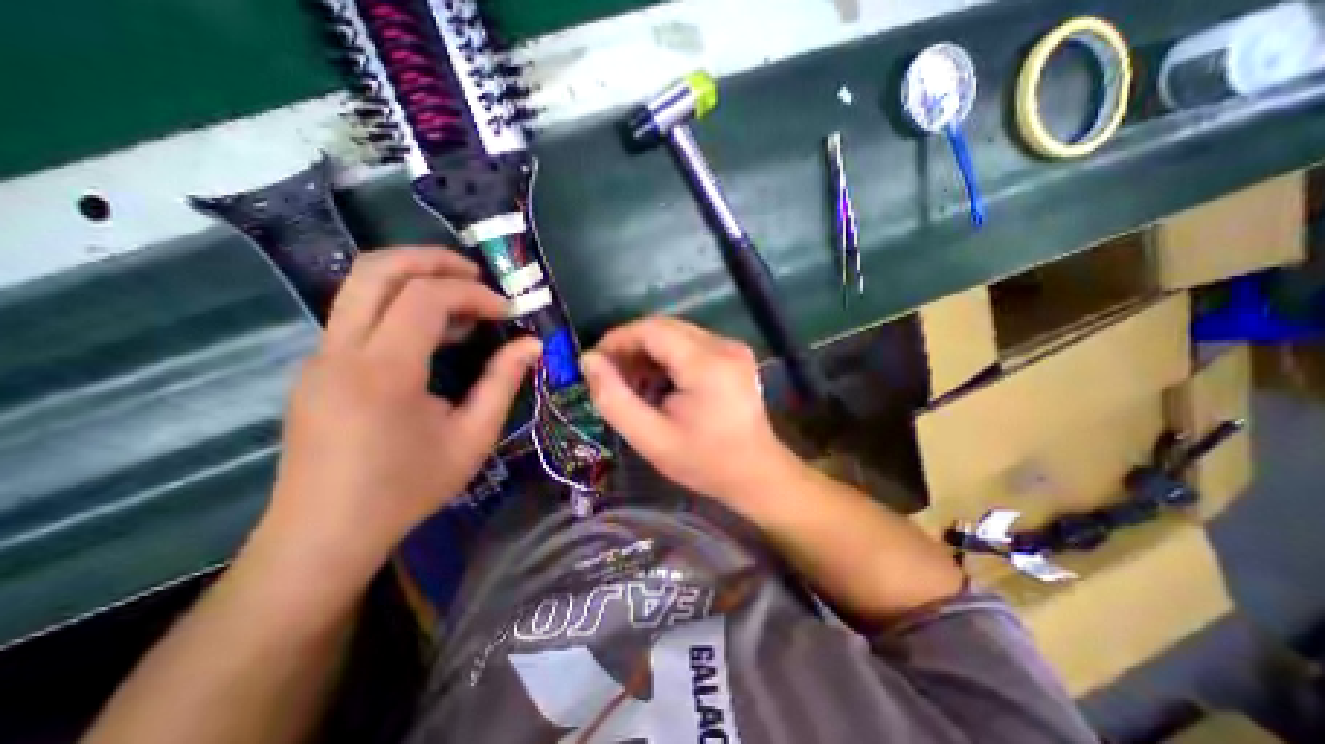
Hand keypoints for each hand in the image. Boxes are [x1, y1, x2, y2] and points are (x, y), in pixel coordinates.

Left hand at [250, 246, 540, 568]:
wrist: (325, 533)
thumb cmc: (408, 487)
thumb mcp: (473, 437)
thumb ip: (503, 382)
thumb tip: (532, 344)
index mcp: (383, 371)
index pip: (425, 297)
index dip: (473, 294)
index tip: (508, 311)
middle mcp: (341, 351)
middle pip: (377, 268)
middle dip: (433, 259)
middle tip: (477, 275)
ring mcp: (321, 356)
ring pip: (362, 285)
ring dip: (416, 278)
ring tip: (463, 302)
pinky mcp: (319, 367)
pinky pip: (360, 314)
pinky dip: (402, 306)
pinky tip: (435, 335)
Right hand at [582, 318, 807, 501]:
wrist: (756, 473)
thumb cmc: (704, 461)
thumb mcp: (650, 438)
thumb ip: (614, 398)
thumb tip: (589, 360)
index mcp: (706, 363)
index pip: (651, 328)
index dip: (618, 339)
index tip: (595, 362)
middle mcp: (723, 345)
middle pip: (664, 327)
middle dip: (631, 346)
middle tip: (611, 375)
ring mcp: (732, 348)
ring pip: (676, 334)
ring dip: (649, 352)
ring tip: (633, 383)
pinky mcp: (734, 355)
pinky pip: (690, 344)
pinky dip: (668, 358)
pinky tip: (659, 383)